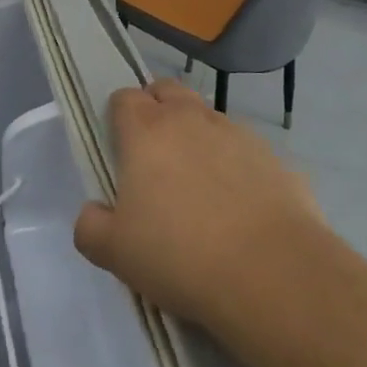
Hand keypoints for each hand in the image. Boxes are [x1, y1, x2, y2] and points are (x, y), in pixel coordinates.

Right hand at [73, 80, 325, 335]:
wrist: (273, 275)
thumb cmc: (180, 256)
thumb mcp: (115, 253)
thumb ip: (91, 227)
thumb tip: (93, 212)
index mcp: (146, 131)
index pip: (124, 98)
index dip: (119, 118)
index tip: (120, 150)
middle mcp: (191, 119)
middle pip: (167, 91)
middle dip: (157, 110)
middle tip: (155, 157)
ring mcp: (237, 133)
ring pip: (208, 117)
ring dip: (197, 136)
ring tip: (200, 185)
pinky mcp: (275, 157)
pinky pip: (245, 149)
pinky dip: (236, 165)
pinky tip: (241, 207)